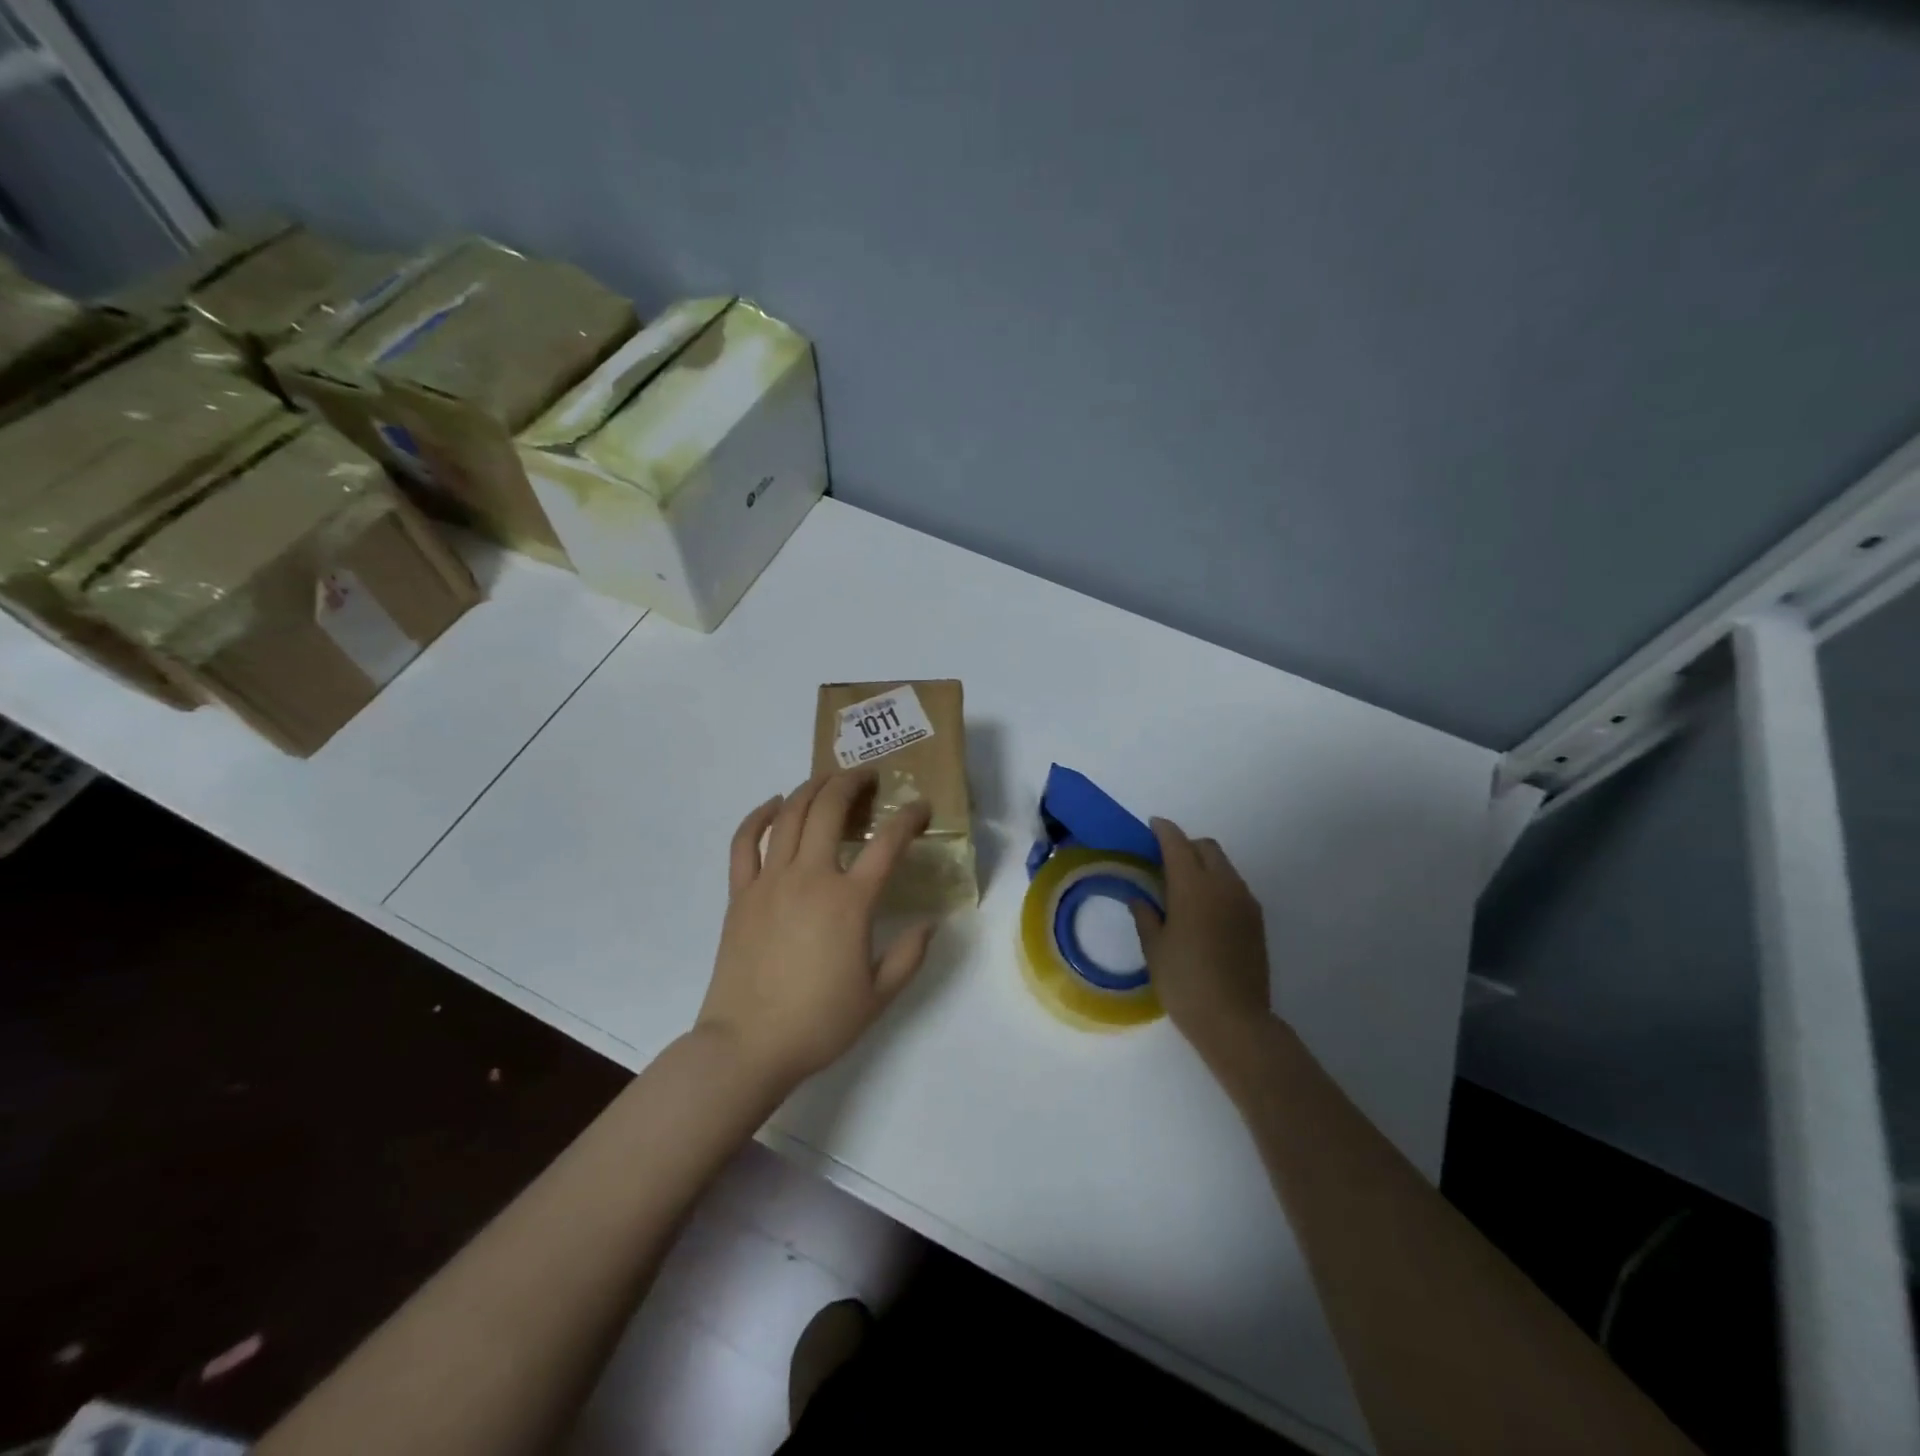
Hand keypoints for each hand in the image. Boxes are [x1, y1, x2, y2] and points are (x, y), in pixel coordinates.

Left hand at [697, 770, 936, 1091]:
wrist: (747, 1046)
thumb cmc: (818, 1023)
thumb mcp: (879, 996)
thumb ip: (910, 956)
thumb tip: (930, 924)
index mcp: (850, 902)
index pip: (888, 843)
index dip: (909, 818)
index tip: (921, 807)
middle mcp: (810, 878)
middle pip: (831, 809)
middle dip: (852, 783)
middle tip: (868, 777)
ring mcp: (770, 882)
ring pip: (791, 815)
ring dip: (812, 788)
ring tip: (830, 780)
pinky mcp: (740, 894)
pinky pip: (745, 842)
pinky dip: (760, 815)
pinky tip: (775, 804)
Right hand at [1130, 817, 1271, 1061]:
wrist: (1235, 1021)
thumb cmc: (1185, 982)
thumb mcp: (1155, 949)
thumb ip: (1146, 916)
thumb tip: (1140, 898)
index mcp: (1193, 886)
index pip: (1177, 843)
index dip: (1164, 830)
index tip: (1152, 826)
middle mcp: (1223, 885)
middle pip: (1206, 848)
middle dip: (1185, 845)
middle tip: (1164, 860)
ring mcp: (1245, 902)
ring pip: (1224, 866)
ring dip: (1204, 865)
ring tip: (1183, 887)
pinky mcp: (1257, 921)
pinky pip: (1235, 887)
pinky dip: (1218, 884)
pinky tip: (1204, 909)